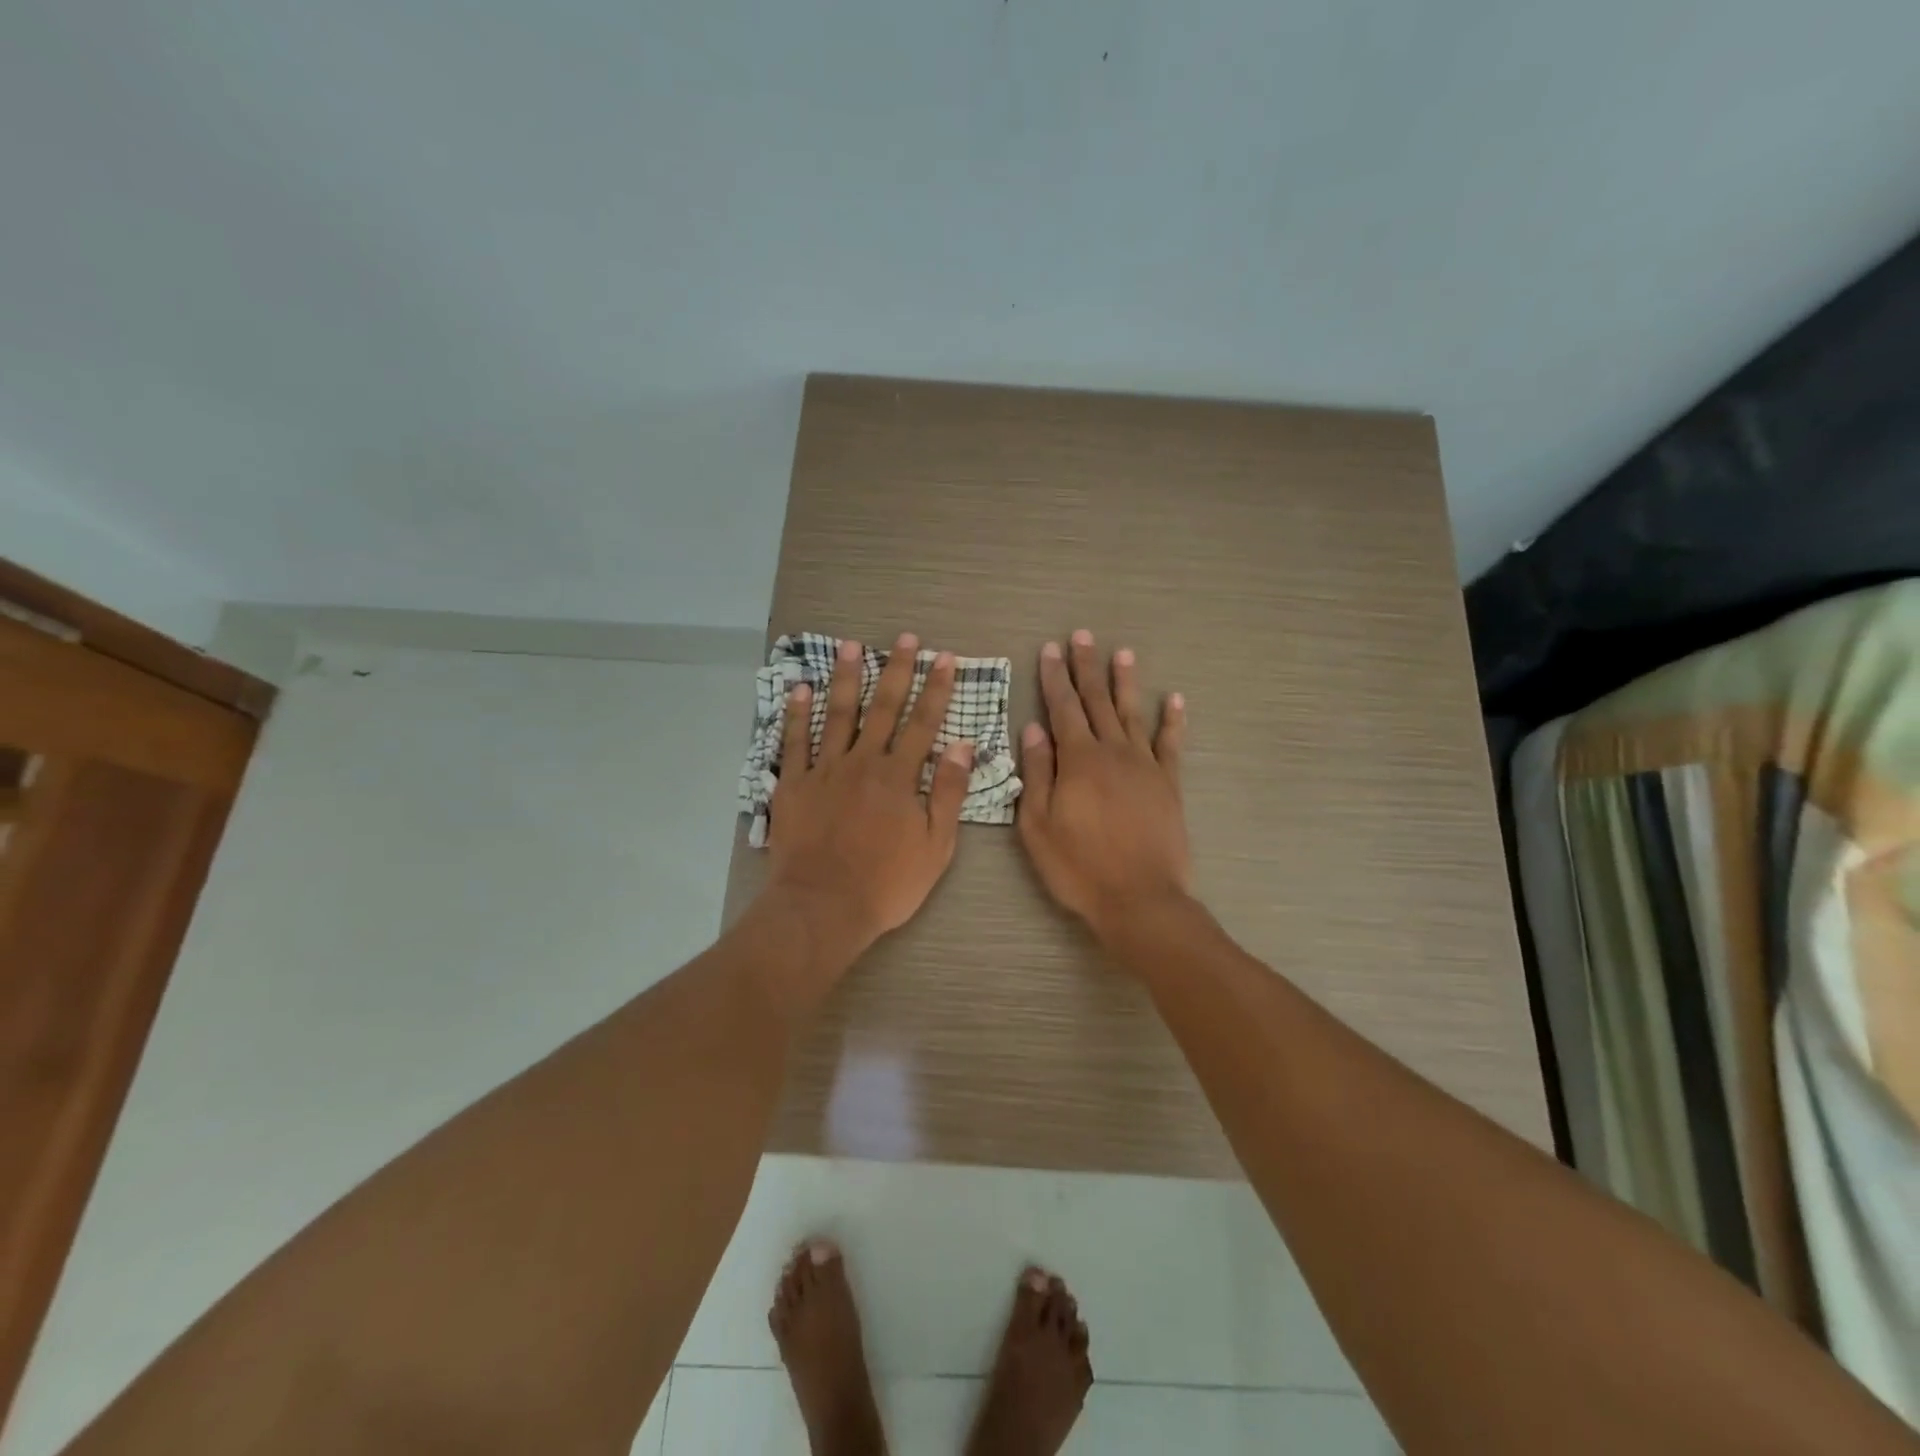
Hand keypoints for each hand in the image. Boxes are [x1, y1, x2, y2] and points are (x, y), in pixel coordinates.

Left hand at [763, 633, 974, 967]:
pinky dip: (796, 714)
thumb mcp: (935, 846)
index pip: (923, 723)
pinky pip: (793, 742)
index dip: (936, 688)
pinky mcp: (792, 785)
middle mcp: (863, 762)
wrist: (823, 908)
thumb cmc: (886, 884)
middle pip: (883, 709)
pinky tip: (800, 689)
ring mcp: (824, 771)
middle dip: (896, 670)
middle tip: (904, 638)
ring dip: (847, 678)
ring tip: (852, 646)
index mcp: (899, 777)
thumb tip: (963, 746)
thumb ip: (948, 793)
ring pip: (837, 715)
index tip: (944, 657)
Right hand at [1017, 631, 1190, 943]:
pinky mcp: (1169, 785)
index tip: (1049, 649)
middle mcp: (1113, 752)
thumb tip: (1033, 728)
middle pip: (1097, 701)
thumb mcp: (1038, 826)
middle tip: (1081, 636)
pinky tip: (1174, 699)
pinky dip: (1173, 721)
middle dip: (1086, 667)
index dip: (1054, 677)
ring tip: (1122, 653)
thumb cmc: (1079, 867)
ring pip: (1133, 714)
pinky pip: (1171, 744)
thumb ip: (1036, 773)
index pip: (1062, 708)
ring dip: (1126, 682)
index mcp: (1079, 760)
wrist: (1140, 900)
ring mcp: (1145, 766)